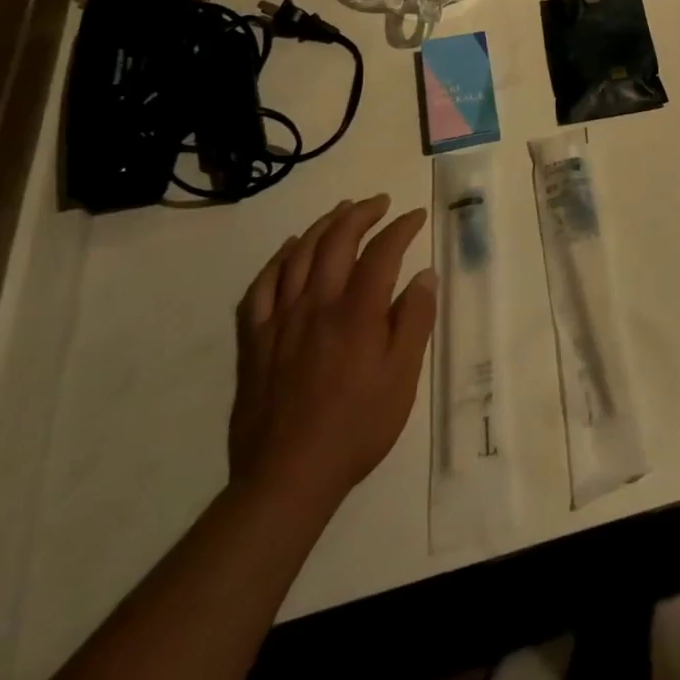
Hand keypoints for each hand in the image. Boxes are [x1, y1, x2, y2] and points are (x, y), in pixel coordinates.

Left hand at [229, 195, 436, 513]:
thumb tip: (424, 275)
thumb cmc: (357, 426)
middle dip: (360, 214)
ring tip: (341, 211)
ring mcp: (279, 320)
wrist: (287, 477)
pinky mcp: (254, 341)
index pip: (381, 252)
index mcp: (356, 313)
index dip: (400, 228)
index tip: (415, 217)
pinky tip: (289, 250)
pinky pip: (260, 287)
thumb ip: (415, 320)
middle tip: (379, 203)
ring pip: (298, 255)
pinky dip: (277, 260)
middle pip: (336, 241)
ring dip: (322, 226)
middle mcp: (316, 305)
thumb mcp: (402, 377)